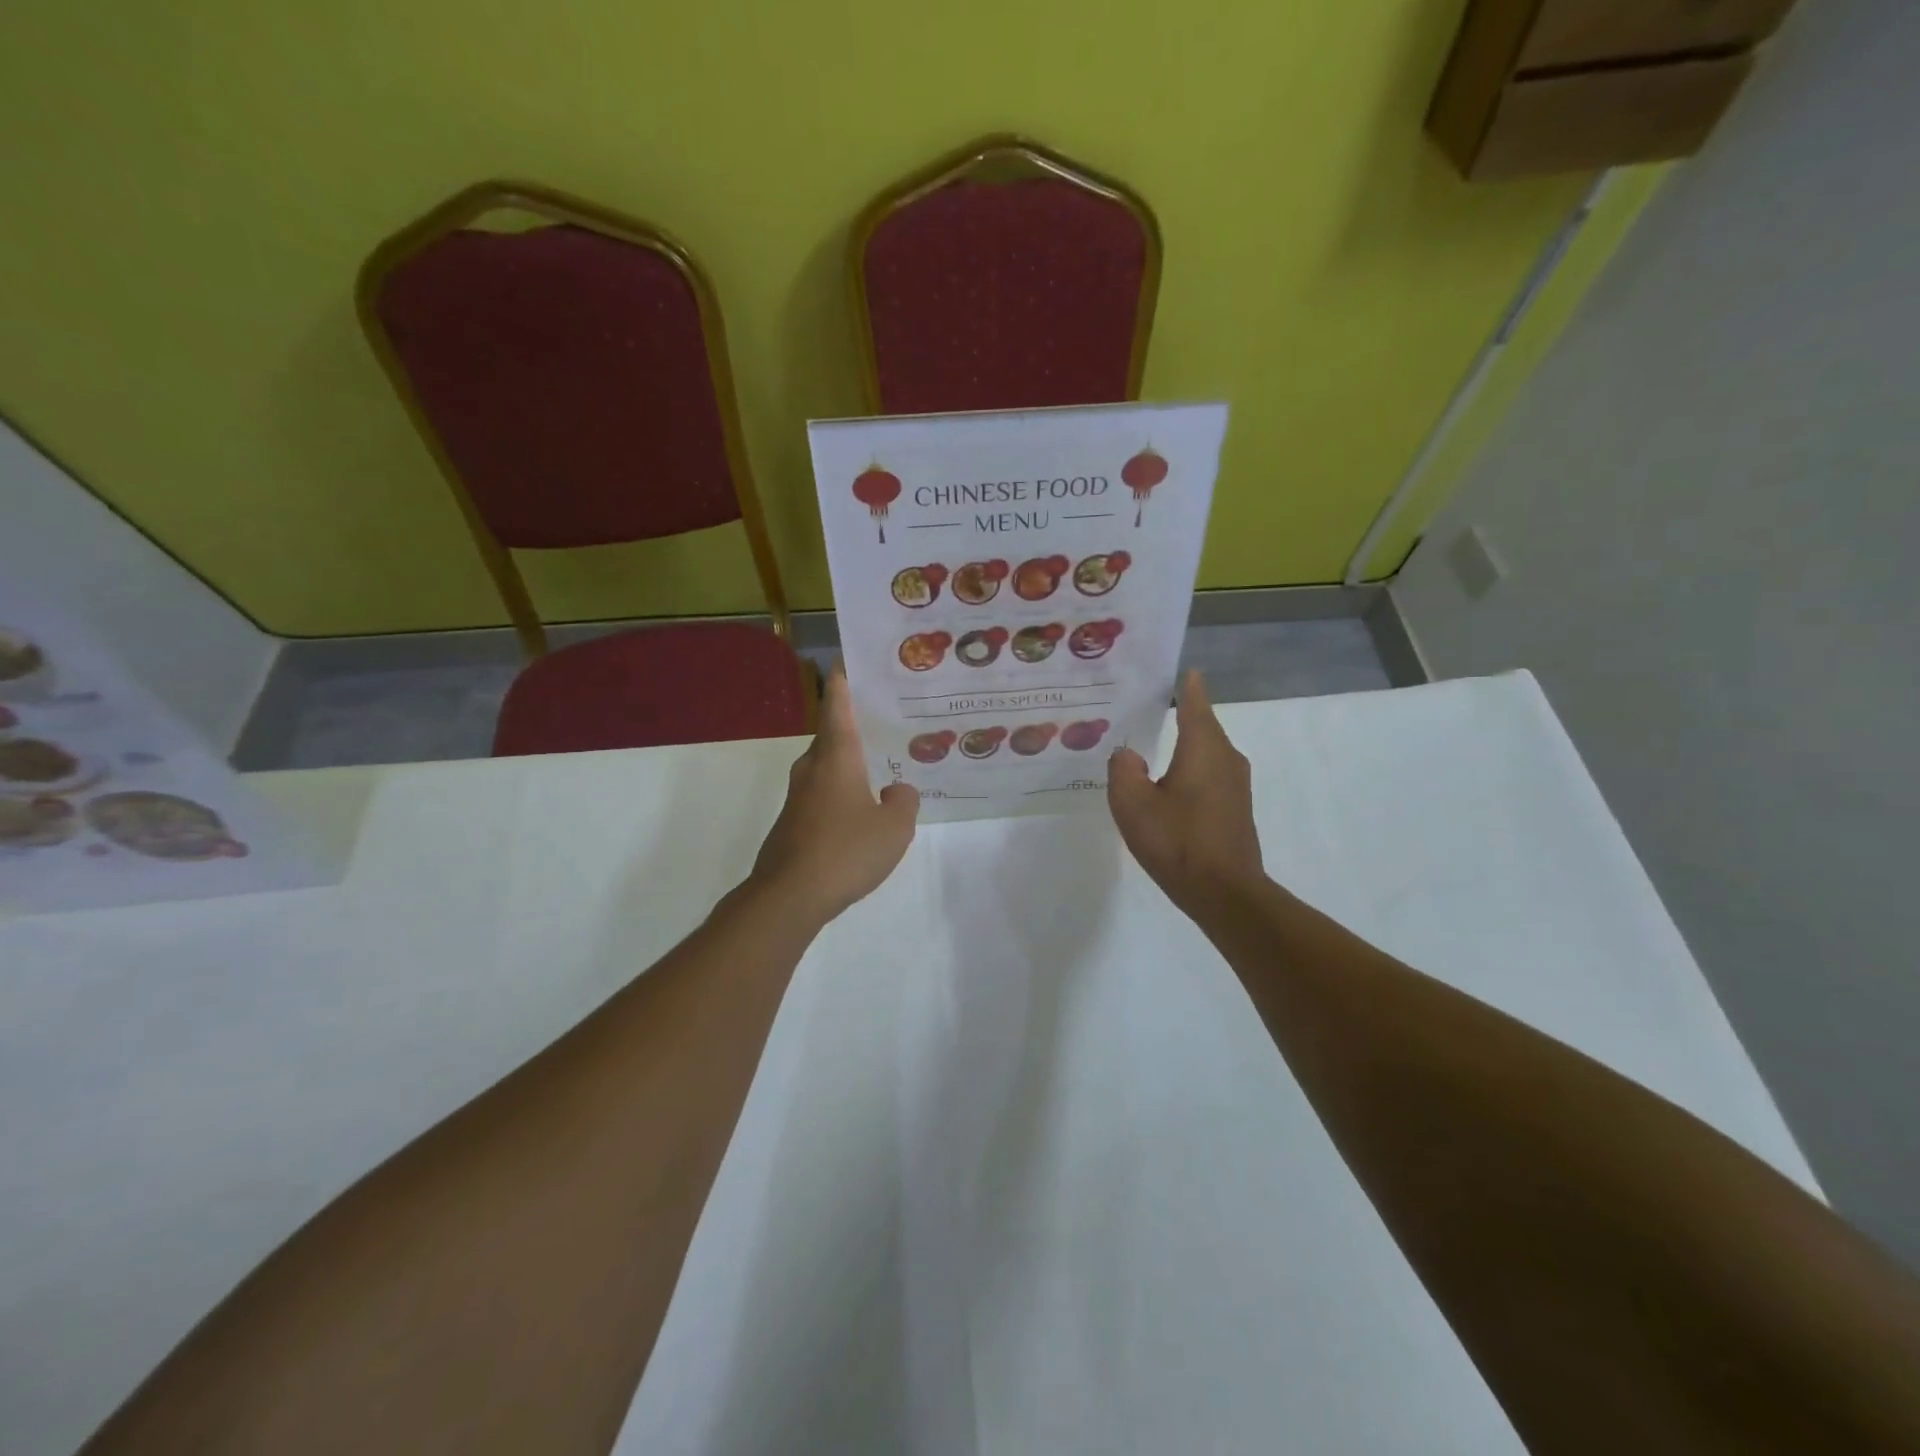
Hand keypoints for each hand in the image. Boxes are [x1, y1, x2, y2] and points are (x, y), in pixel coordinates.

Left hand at [750, 664, 918, 923]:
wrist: (789, 896)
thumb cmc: (845, 851)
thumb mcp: (894, 827)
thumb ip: (904, 802)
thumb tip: (896, 791)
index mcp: (836, 757)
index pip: (838, 706)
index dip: (843, 681)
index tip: (847, 660)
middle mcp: (812, 769)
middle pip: (833, 735)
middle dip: (856, 725)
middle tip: (886, 719)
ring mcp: (798, 797)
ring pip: (827, 767)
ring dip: (850, 763)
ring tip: (882, 766)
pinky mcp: (793, 823)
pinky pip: (823, 795)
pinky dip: (842, 792)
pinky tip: (862, 812)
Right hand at [1108, 670, 1265, 918]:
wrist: (1224, 893)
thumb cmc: (1177, 841)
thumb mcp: (1132, 804)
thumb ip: (1123, 770)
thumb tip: (1128, 755)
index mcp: (1203, 747)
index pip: (1194, 702)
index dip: (1186, 685)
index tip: (1177, 670)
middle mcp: (1226, 757)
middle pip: (1202, 725)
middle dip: (1178, 713)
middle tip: (1146, 707)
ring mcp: (1236, 785)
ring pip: (1206, 752)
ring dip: (1184, 745)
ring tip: (1152, 744)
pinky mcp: (1236, 808)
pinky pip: (1210, 775)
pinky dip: (1190, 770)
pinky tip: (1168, 784)